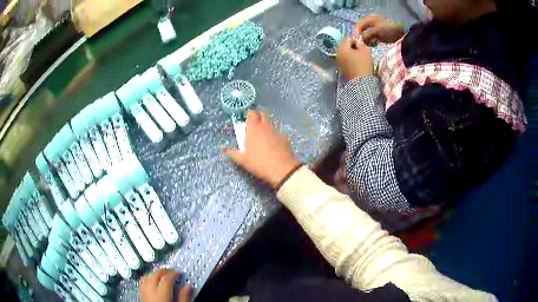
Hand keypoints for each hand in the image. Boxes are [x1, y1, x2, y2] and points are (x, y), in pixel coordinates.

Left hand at [139, 269, 191, 301]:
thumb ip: (184, 298)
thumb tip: (188, 287)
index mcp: (161, 296)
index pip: (166, 279)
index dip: (173, 274)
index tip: (179, 274)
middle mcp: (150, 293)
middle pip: (154, 275)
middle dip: (163, 271)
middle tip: (171, 272)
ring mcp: (144, 295)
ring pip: (146, 277)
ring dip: (154, 274)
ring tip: (162, 275)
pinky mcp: (141, 297)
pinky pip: (142, 284)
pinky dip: (147, 279)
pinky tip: (153, 282)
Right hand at [225, 110, 300, 189]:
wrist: (282, 169)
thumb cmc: (259, 163)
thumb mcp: (242, 160)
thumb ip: (232, 153)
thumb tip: (224, 149)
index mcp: (253, 128)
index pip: (251, 113)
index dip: (248, 114)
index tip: (245, 118)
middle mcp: (265, 126)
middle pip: (262, 114)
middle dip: (258, 115)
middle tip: (253, 124)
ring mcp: (276, 131)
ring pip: (270, 122)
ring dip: (266, 124)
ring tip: (262, 134)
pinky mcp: (284, 138)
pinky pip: (277, 132)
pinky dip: (273, 134)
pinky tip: (272, 143)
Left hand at [337, 38, 372, 80]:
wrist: (360, 82)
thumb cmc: (363, 64)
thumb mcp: (365, 51)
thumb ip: (360, 43)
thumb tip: (357, 42)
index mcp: (342, 47)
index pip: (347, 38)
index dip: (355, 40)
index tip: (362, 46)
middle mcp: (337, 53)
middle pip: (344, 46)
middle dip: (352, 47)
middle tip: (361, 52)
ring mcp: (338, 62)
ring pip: (344, 53)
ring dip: (350, 54)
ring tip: (359, 58)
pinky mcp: (340, 69)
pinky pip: (344, 61)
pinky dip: (349, 60)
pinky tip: (356, 64)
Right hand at [355, 14, 404, 45]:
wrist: (402, 32)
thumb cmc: (389, 29)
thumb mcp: (376, 31)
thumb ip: (367, 34)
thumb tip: (361, 40)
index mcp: (368, 19)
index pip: (358, 26)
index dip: (357, 34)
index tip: (358, 42)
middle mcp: (370, 23)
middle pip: (362, 32)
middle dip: (363, 38)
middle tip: (365, 45)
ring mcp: (375, 29)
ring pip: (366, 36)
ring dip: (367, 41)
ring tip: (372, 44)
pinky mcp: (379, 35)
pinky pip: (372, 39)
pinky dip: (372, 42)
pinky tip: (375, 44)